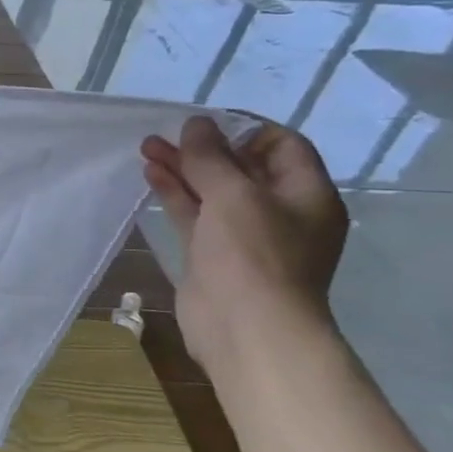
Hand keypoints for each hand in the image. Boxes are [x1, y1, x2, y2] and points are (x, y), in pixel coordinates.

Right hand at [141, 117, 348, 369]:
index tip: (204, 124)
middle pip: (242, 166)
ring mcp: (246, 235)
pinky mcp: (215, 253)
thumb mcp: (234, 195)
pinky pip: (196, 213)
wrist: (246, 327)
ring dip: (183, 167)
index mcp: (306, 195)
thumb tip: (196, 124)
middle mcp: (280, 211)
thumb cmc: (252, 254)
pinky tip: (151, 175)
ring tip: (146, 147)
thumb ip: (211, 157)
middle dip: (204, 148)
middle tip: (165, 134)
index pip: (283, 145)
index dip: (244, 128)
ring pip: (213, 190)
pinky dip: (175, 193)